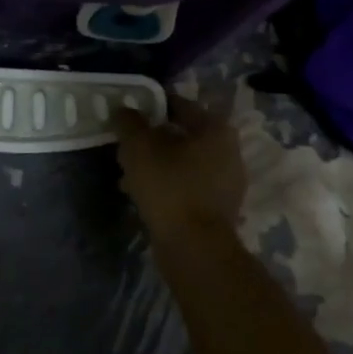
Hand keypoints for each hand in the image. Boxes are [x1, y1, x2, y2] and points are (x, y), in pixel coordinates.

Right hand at [111, 95, 246, 240]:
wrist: (195, 248)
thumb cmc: (169, 187)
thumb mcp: (139, 147)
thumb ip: (129, 122)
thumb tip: (124, 109)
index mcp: (215, 129)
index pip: (179, 105)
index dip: (151, 106)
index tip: (128, 113)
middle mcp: (228, 151)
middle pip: (182, 135)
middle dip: (152, 139)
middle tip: (126, 144)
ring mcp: (226, 182)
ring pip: (183, 162)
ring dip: (156, 164)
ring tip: (127, 172)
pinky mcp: (218, 209)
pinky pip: (187, 185)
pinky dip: (166, 184)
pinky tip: (141, 194)